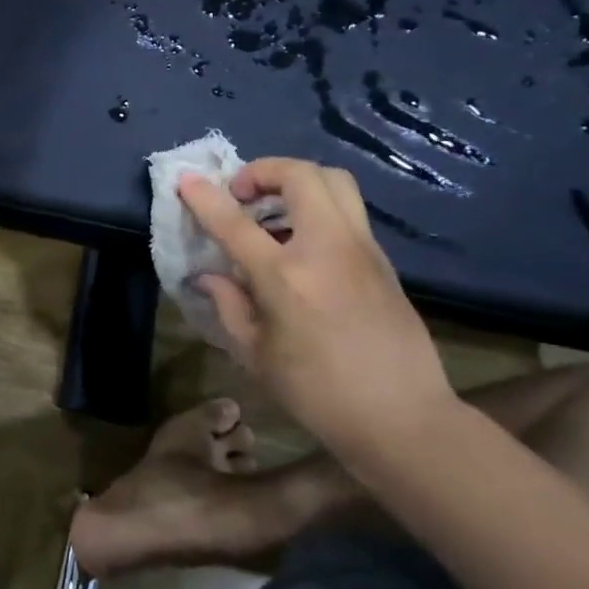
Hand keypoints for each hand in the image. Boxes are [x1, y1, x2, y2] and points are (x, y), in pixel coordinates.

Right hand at [179, 159, 456, 456]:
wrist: (402, 417)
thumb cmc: (317, 393)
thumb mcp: (256, 355)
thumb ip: (229, 306)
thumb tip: (209, 276)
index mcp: (285, 276)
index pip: (235, 222)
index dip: (205, 197)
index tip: (186, 180)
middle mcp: (326, 248)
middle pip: (299, 175)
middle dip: (262, 171)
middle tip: (242, 195)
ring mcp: (361, 249)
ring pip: (334, 181)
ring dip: (296, 182)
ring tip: (273, 210)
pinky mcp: (382, 259)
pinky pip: (348, 211)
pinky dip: (318, 207)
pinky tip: (302, 243)